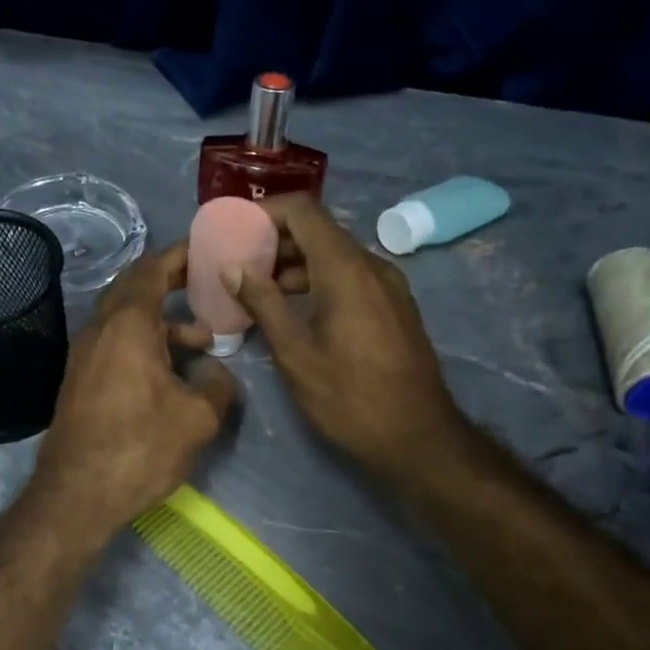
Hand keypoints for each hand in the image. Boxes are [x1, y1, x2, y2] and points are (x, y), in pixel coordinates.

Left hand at [30, 243, 236, 534]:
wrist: (76, 494)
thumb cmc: (140, 448)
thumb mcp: (197, 418)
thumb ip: (217, 384)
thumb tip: (216, 372)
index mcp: (127, 324)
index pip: (151, 269)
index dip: (179, 255)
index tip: (205, 250)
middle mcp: (100, 329)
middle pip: (134, 287)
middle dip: (170, 282)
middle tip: (205, 284)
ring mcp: (84, 354)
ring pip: (125, 319)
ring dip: (161, 320)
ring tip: (201, 340)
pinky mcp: (80, 378)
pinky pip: (115, 342)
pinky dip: (144, 341)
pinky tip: (169, 371)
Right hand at [227, 193, 464, 479]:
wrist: (418, 438)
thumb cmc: (349, 398)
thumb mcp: (296, 354)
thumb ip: (264, 303)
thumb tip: (232, 268)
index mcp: (346, 269)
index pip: (303, 211)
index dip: (265, 212)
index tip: (234, 231)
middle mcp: (372, 266)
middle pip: (319, 230)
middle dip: (276, 241)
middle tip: (238, 264)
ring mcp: (388, 285)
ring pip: (335, 255)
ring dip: (296, 265)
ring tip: (259, 291)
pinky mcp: (394, 306)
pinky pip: (351, 277)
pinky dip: (319, 281)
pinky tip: (295, 310)